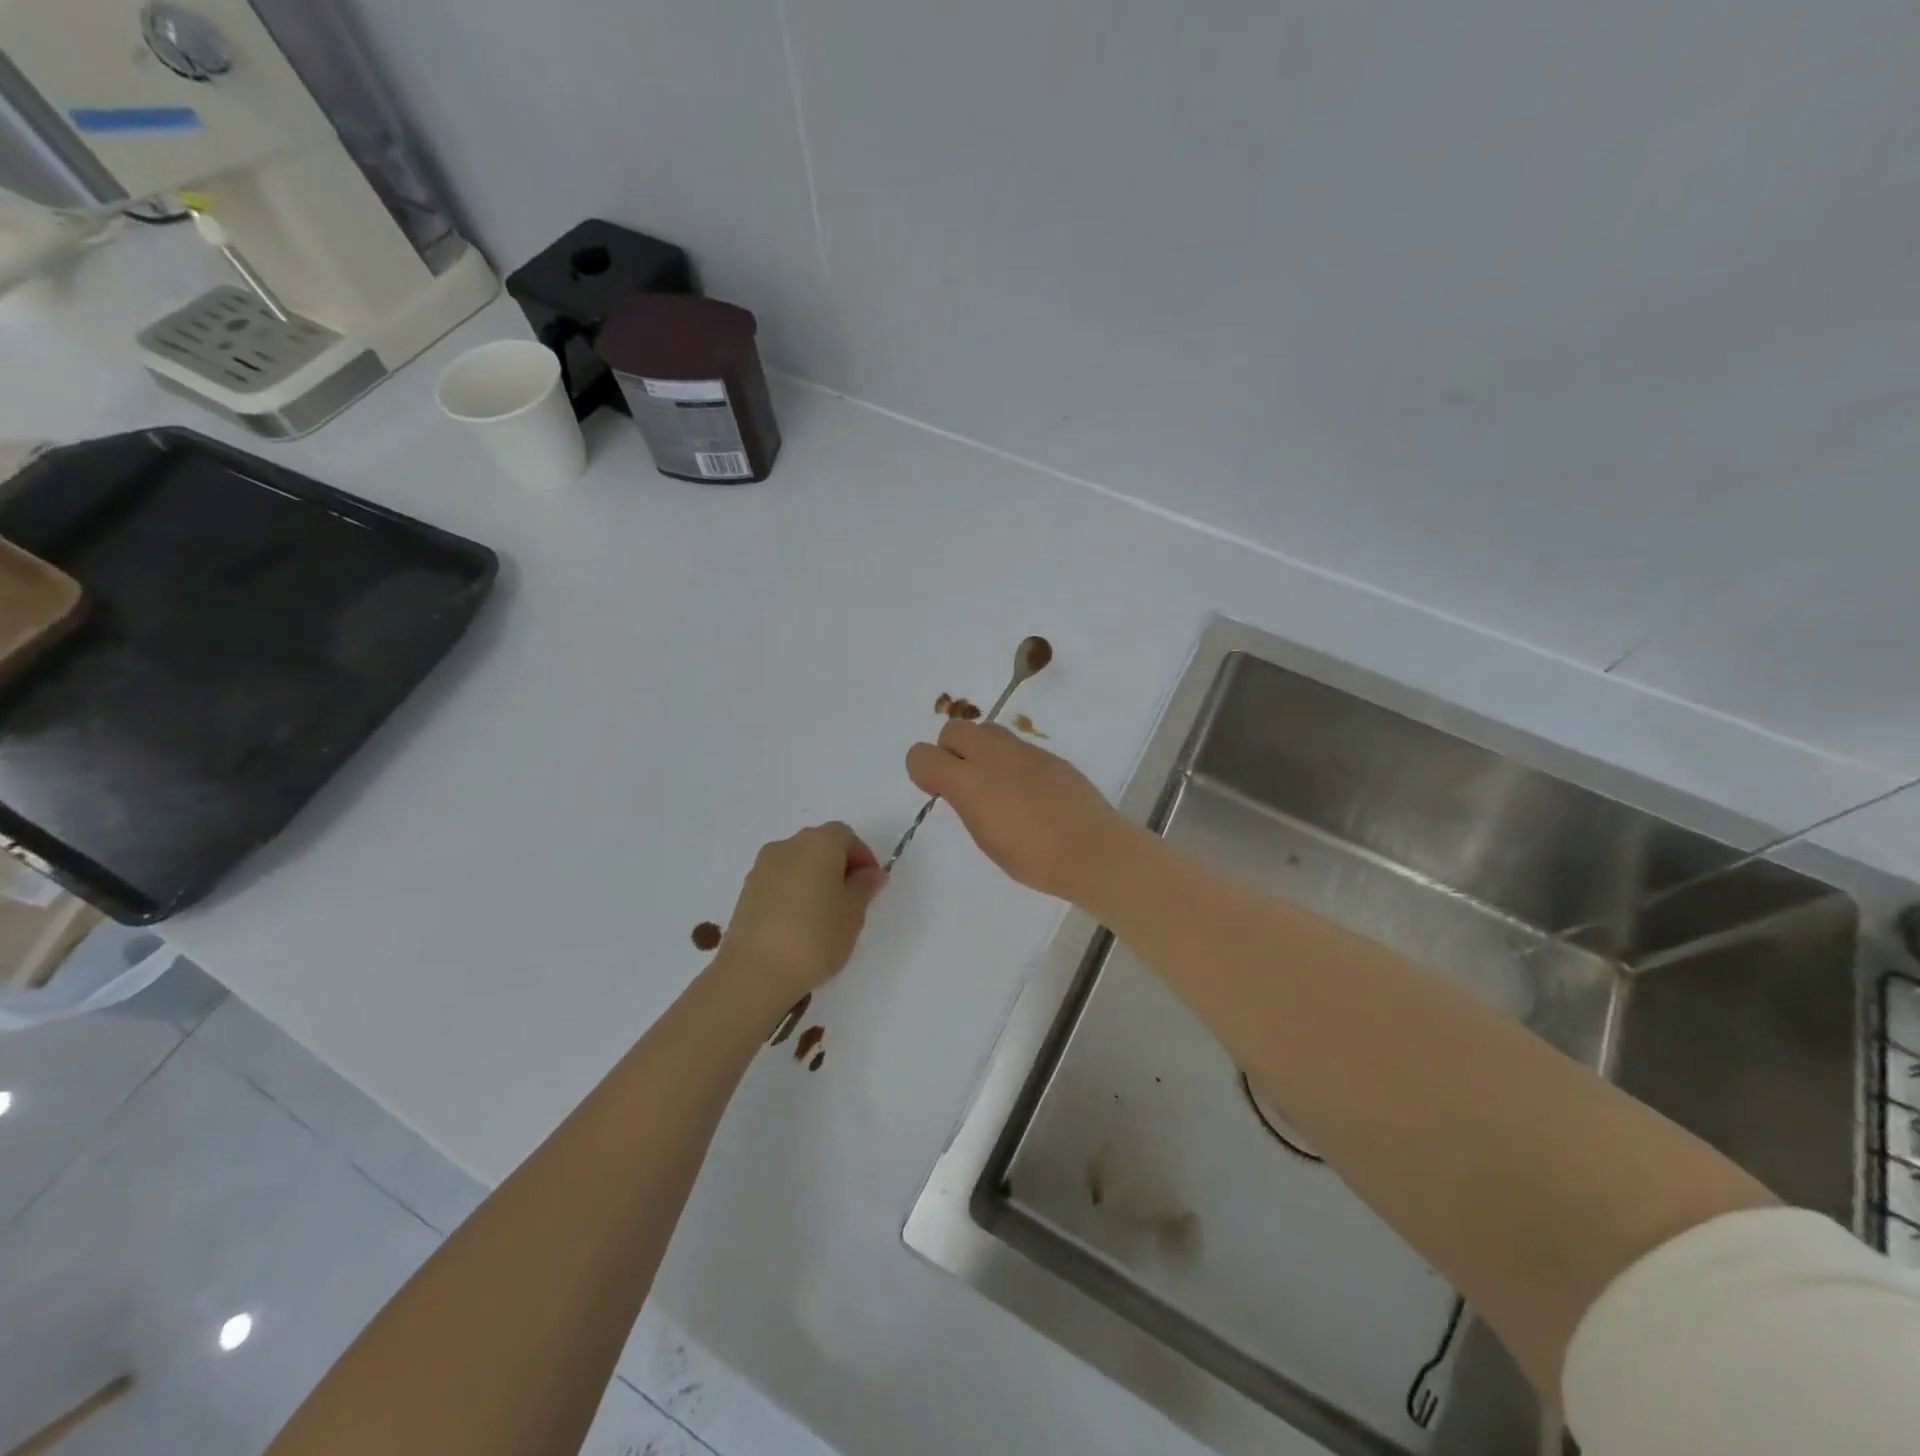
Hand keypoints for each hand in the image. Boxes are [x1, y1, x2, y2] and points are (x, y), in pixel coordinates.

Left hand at [714, 823, 887, 1005]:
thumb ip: (864, 887)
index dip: (862, 856)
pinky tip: (798, 923)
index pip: (846, 836)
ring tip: (823, 914)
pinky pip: (779, 880)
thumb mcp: (853, 914)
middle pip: (820, 844)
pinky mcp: (746, 890)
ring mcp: (762, 867)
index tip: (870, 885)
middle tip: (851, 899)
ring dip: (814, 877)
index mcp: (819, 843)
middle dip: (838, 865)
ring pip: (797, 862)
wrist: (754, 972)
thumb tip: (870, 873)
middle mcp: (788, 845)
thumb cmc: (815, 938)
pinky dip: (793, 891)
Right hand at [905, 722, 1133, 903]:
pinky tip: (1027, 791)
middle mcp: (992, 756)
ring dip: (980, 750)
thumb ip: (967, 803)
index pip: (922, 755)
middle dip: (950, 750)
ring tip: (995, 784)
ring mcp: (1023, 751)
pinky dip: (1010, 760)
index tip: (938, 792)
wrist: (1091, 850)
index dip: (922, 771)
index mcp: (969, 782)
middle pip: (953, 729)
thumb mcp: (986, 838)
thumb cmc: (1033, 858)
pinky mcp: (1048, 755)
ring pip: (986, 730)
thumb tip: (963, 788)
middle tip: (964, 782)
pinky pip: (1017, 746)